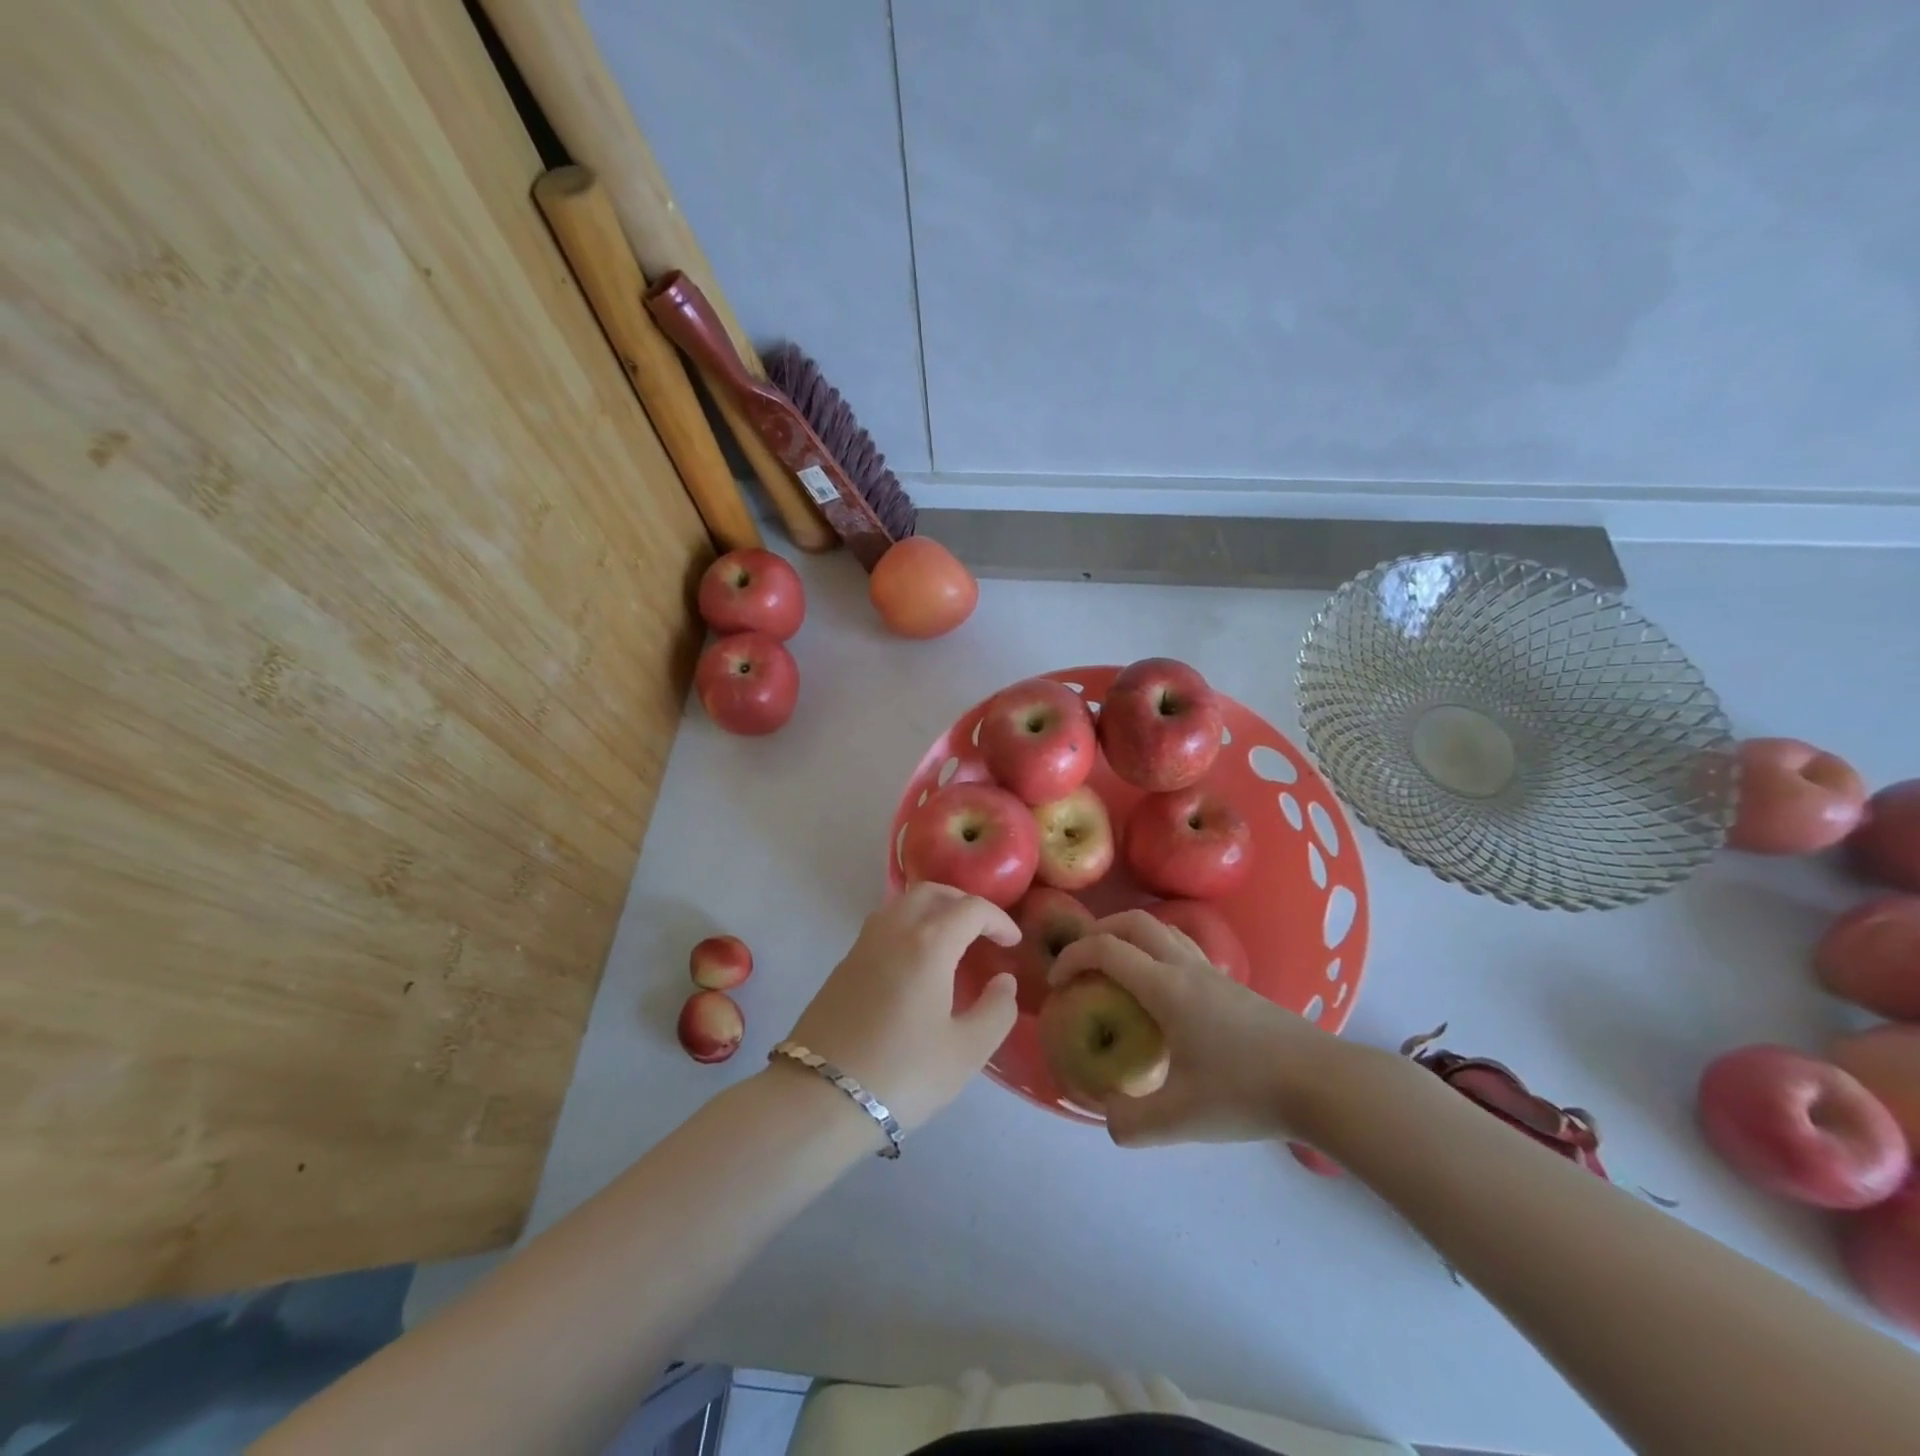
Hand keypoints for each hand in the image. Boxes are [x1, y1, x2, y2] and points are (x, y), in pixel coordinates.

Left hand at [781, 883, 1020, 1133]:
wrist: (819, 1097)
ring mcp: (863, 945)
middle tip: (983, 929)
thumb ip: (996, 1011)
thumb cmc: (902, 1073)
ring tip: (951, 941)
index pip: (971, 909)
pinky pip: (883, 926)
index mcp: (929, 943)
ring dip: (932, 910)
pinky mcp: (843, 965)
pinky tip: (916, 964)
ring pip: (902, 904)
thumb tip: (1004, 982)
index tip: (1012, 943)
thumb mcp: (966, 1051)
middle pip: (931, 892)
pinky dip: (908, 927)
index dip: (998, 920)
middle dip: (963, 902)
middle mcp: (894, 930)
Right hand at [1048, 909, 1346, 1146]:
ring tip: (1118, 972)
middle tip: (1082, 964)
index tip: (1056, 984)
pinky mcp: (1234, 986)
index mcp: (1165, 987)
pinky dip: (1158, 953)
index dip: (1071, 958)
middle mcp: (1186, 967)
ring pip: (1163, 929)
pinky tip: (1163, 995)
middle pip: (1133, 922)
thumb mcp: (1178, 1118)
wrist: (1323, 1084)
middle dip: (1098, 933)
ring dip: (1130, 937)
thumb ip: (1130, 1121)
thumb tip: (1104, 1115)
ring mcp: (1214, 972)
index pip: (1105, 949)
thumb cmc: (1246, 1092)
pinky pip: (1184, 949)